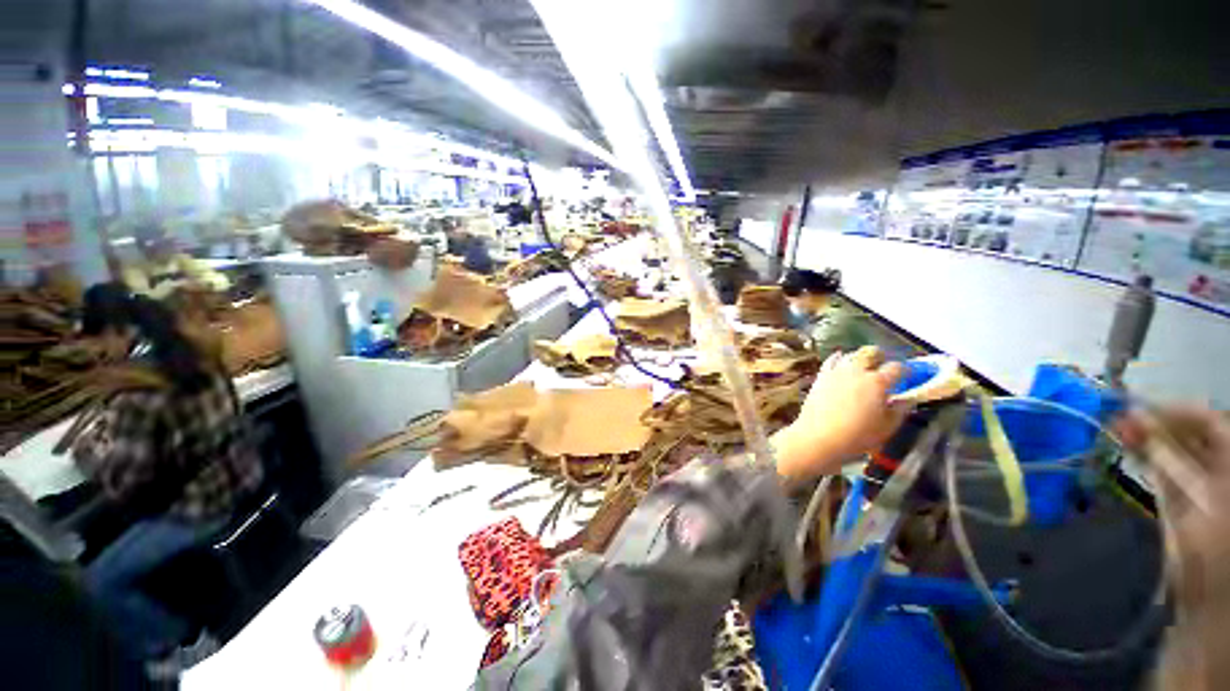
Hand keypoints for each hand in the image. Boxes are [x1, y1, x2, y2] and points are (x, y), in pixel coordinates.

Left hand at [772, 346, 910, 483]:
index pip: (897, 368)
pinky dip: (839, 360)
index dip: (905, 370)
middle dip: (880, 357)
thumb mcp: (887, 427)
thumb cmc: (857, 436)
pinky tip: (841, 364)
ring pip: (851, 355)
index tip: (908, 376)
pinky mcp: (820, 376)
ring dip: (860, 358)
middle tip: (883, 366)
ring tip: (863, 368)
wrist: (818, 436)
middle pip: (871, 352)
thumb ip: (900, 410)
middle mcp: (857, 371)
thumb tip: (908, 399)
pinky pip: (831, 361)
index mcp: (878, 382)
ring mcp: (836, 372)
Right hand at [1118, 406, 1229, 690]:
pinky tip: (1131, 450)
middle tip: (1117, 418)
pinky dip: (1150, 458)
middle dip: (1157, 424)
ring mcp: (1207, 487)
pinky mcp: (1188, 501)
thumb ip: (1167, 463)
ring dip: (1150, 440)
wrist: (1205, 607)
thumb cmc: (1206, 558)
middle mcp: (1223, 471)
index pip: (1211, 421)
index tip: (1134, 406)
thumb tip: (1135, 420)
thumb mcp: (1192, 510)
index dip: (1175, 410)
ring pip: (1180, 451)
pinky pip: (1171, 469)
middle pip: (1195, 434)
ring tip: (1117, 431)